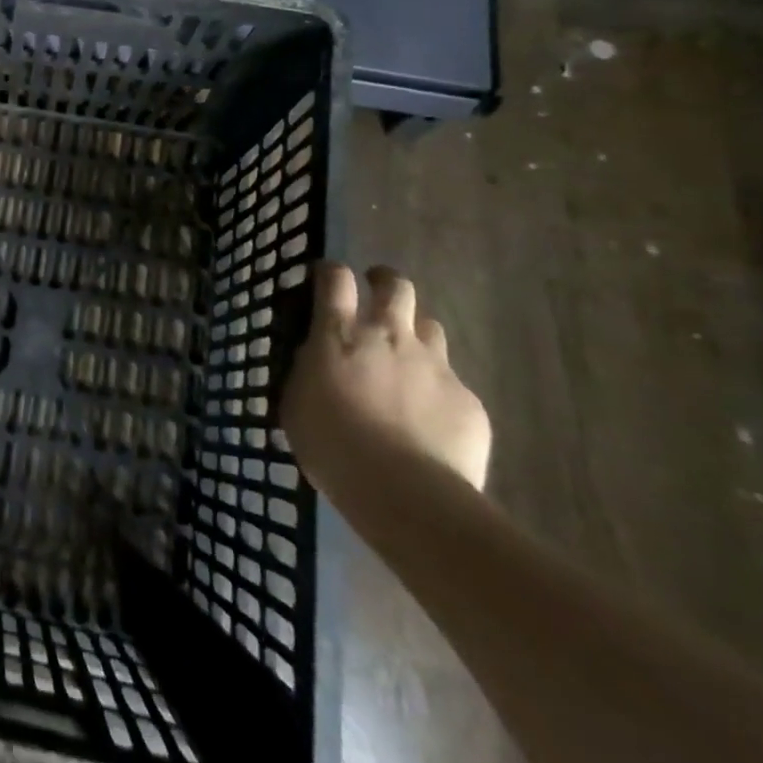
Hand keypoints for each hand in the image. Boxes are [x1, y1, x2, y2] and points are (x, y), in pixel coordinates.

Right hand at [281, 263, 490, 502]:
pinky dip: (436, 390)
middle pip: (396, 286)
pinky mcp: (467, 398)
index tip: (326, 277)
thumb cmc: (331, 444)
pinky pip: (451, 382)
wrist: (404, 491)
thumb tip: (315, 358)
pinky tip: (428, 419)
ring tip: (405, 358)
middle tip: (377, 292)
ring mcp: (434, 365)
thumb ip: (306, 370)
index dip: (331, 271)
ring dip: (415, 334)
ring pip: (430, 327)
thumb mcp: (296, 402)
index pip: (336, 278)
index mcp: (339, 334)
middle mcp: (389, 335)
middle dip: (385, 281)